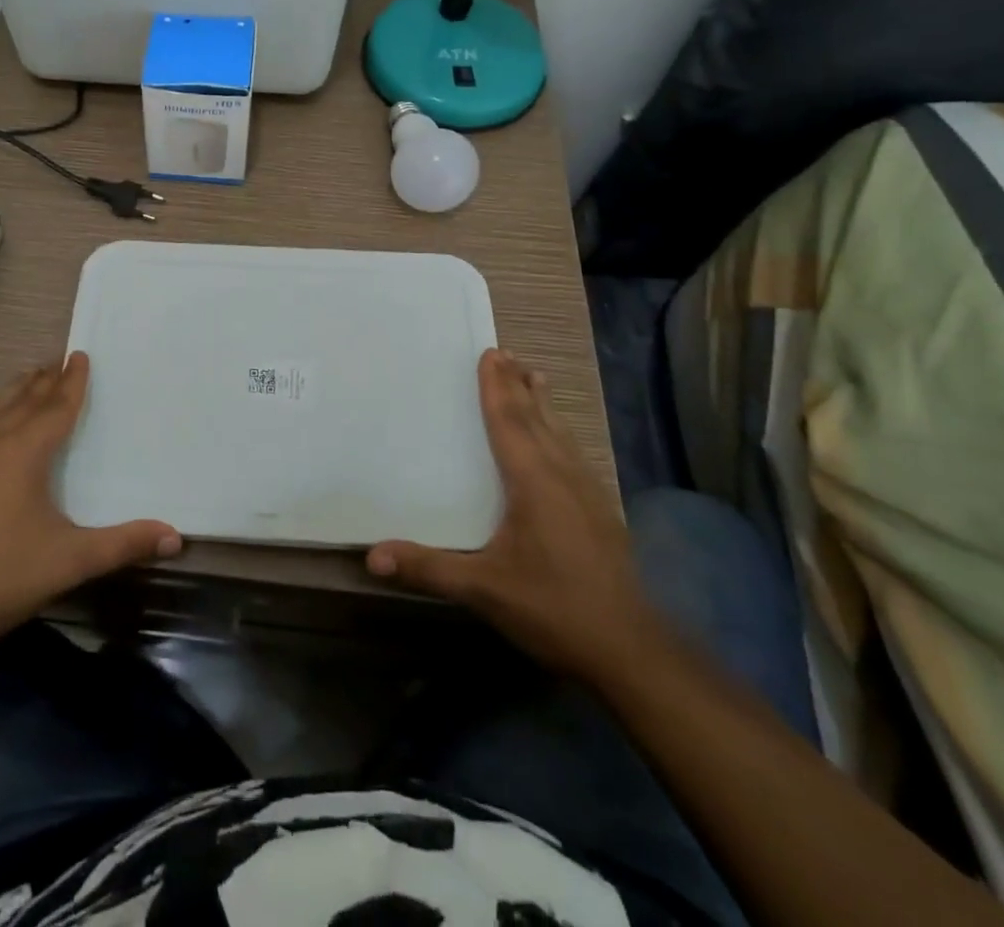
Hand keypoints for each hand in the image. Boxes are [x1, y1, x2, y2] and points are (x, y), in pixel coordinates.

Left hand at [0, 353, 179, 656]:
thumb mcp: (69, 561)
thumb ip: (123, 545)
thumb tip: (176, 537)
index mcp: (24, 453)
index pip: (56, 407)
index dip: (73, 382)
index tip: (81, 355)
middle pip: (22, 401)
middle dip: (44, 380)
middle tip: (59, 360)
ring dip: (15, 392)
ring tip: (28, 379)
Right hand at [367, 350, 657, 681]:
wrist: (630, 650)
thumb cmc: (553, 608)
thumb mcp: (484, 590)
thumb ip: (429, 568)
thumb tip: (372, 556)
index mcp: (534, 482)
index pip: (510, 422)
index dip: (496, 388)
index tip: (489, 354)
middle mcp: (562, 475)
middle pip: (536, 418)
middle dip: (517, 385)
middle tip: (505, 353)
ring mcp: (588, 492)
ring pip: (560, 433)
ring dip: (542, 403)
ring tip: (534, 376)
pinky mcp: (601, 511)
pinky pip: (573, 452)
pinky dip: (558, 430)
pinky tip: (560, 439)